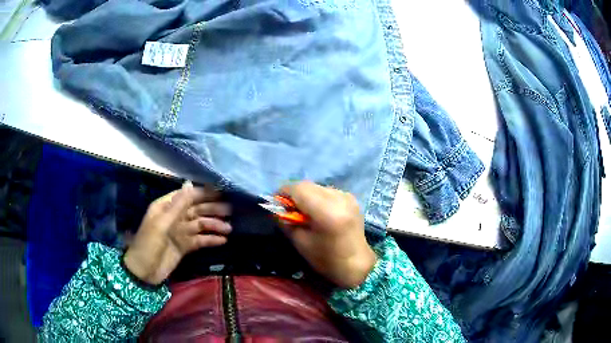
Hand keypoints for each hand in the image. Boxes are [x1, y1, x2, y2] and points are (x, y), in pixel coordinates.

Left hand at [123, 182, 231, 284]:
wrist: (144, 271)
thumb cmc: (148, 244)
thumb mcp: (161, 224)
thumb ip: (177, 206)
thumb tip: (189, 184)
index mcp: (165, 207)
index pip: (187, 196)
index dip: (203, 193)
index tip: (221, 192)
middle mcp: (174, 217)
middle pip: (196, 210)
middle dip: (212, 209)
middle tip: (230, 210)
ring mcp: (180, 232)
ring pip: (200, 225)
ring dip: (214, 225)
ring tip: (229, 228)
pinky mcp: (185, 246)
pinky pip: (200, 240)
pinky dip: (211, 240)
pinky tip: (223, 240)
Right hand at [280, 181, 376, 288]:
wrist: (357, 265)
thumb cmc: (327, 259)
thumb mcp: (300, 242)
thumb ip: (286, 221)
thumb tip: (276, 208)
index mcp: (326, 211)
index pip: (299, 189)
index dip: (283, 193)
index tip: (276, 203)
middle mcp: (338, 198)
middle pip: (308, 185)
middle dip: (294, 194)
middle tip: (287, 209)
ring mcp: (347, 196)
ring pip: (317, 187)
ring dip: (306, 195)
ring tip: (303, 212)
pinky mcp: (351, 199)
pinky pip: (328, 192)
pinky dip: (318, 198)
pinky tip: (318, 213)